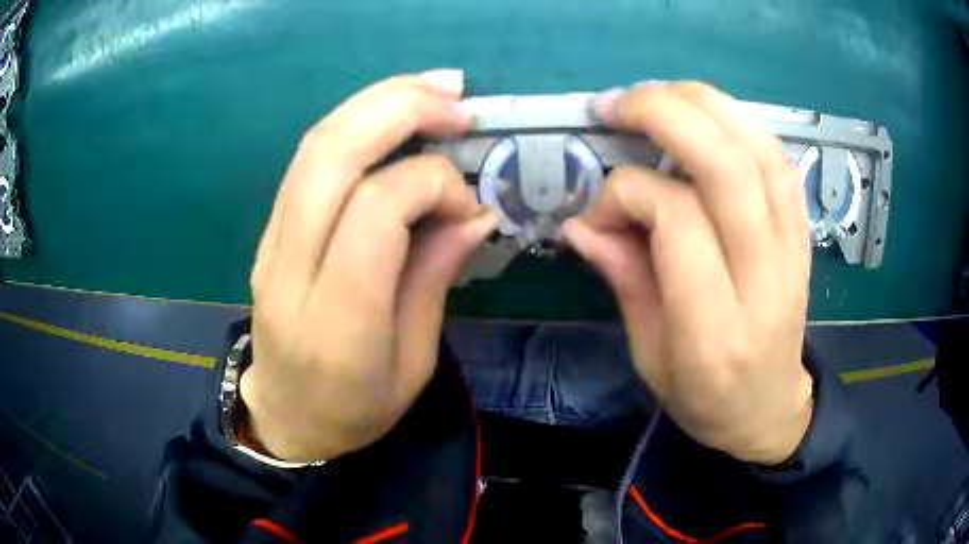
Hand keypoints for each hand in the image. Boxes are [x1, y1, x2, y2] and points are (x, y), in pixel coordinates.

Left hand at [240, 71, 496, 461]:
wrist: (286, 416)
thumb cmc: (356, 409)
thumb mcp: (413, 364)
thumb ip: (435, 279)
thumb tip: (473, 211)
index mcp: (337, 319)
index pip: (376, 210)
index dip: (432, 185)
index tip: (468, 207)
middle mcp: (291, 268)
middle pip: (333, 156)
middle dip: (400, 109)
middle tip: (457, 100)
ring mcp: (271, 243)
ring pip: (315, 145)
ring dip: (376, 102)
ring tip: (433, 88)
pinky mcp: (270, 230)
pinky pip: (307, 159)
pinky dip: (353, 120)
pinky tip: (391, 110)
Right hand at [563, 82, 812, 464]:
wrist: (769, 406)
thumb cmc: (704, 397)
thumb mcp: (649, 356)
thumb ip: (623, 280)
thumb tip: (579, 222)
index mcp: (714, 328)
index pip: (677, 220)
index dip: (627, 193)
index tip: (598, 211)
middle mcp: (763, 279)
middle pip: (727, 167)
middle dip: (664, 115)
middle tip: (617, 104)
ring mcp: (794, 250)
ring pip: (758, 149)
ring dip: (704, 104)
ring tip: (657, 95)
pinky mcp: (803, 233)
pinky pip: (778, 159)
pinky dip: (740, 122)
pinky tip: (707, 116)